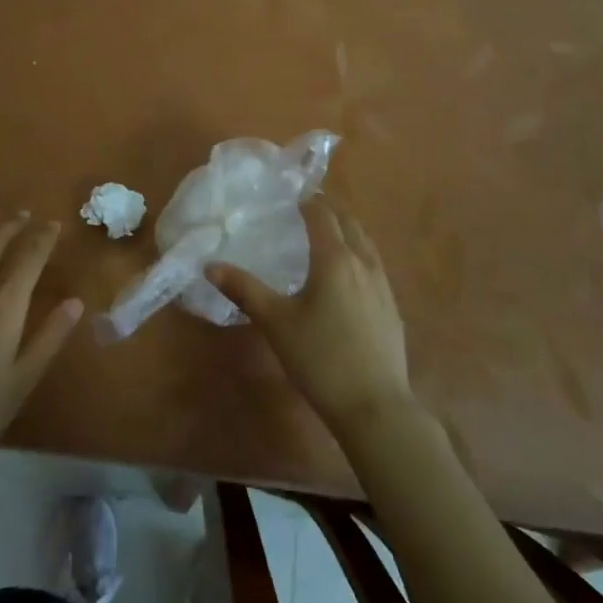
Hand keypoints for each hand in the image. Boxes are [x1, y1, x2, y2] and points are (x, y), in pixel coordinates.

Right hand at [208, 199, 413, 434]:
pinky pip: (374, 266)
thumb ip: (244, 290)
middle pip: (349, 223)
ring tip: (326, 238)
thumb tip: (210, 266)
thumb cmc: (320, 358)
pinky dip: (358, 256)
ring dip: (347, 232)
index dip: (307, 201)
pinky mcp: (392, 308)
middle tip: (306, 211)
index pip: (322, 215)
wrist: (375, 407)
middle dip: (329, 212)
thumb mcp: (276, 323)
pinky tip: (347, 278)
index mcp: (335, 259)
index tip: (291, 196)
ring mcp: (384, 286)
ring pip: (366, 244)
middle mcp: (364, 263)